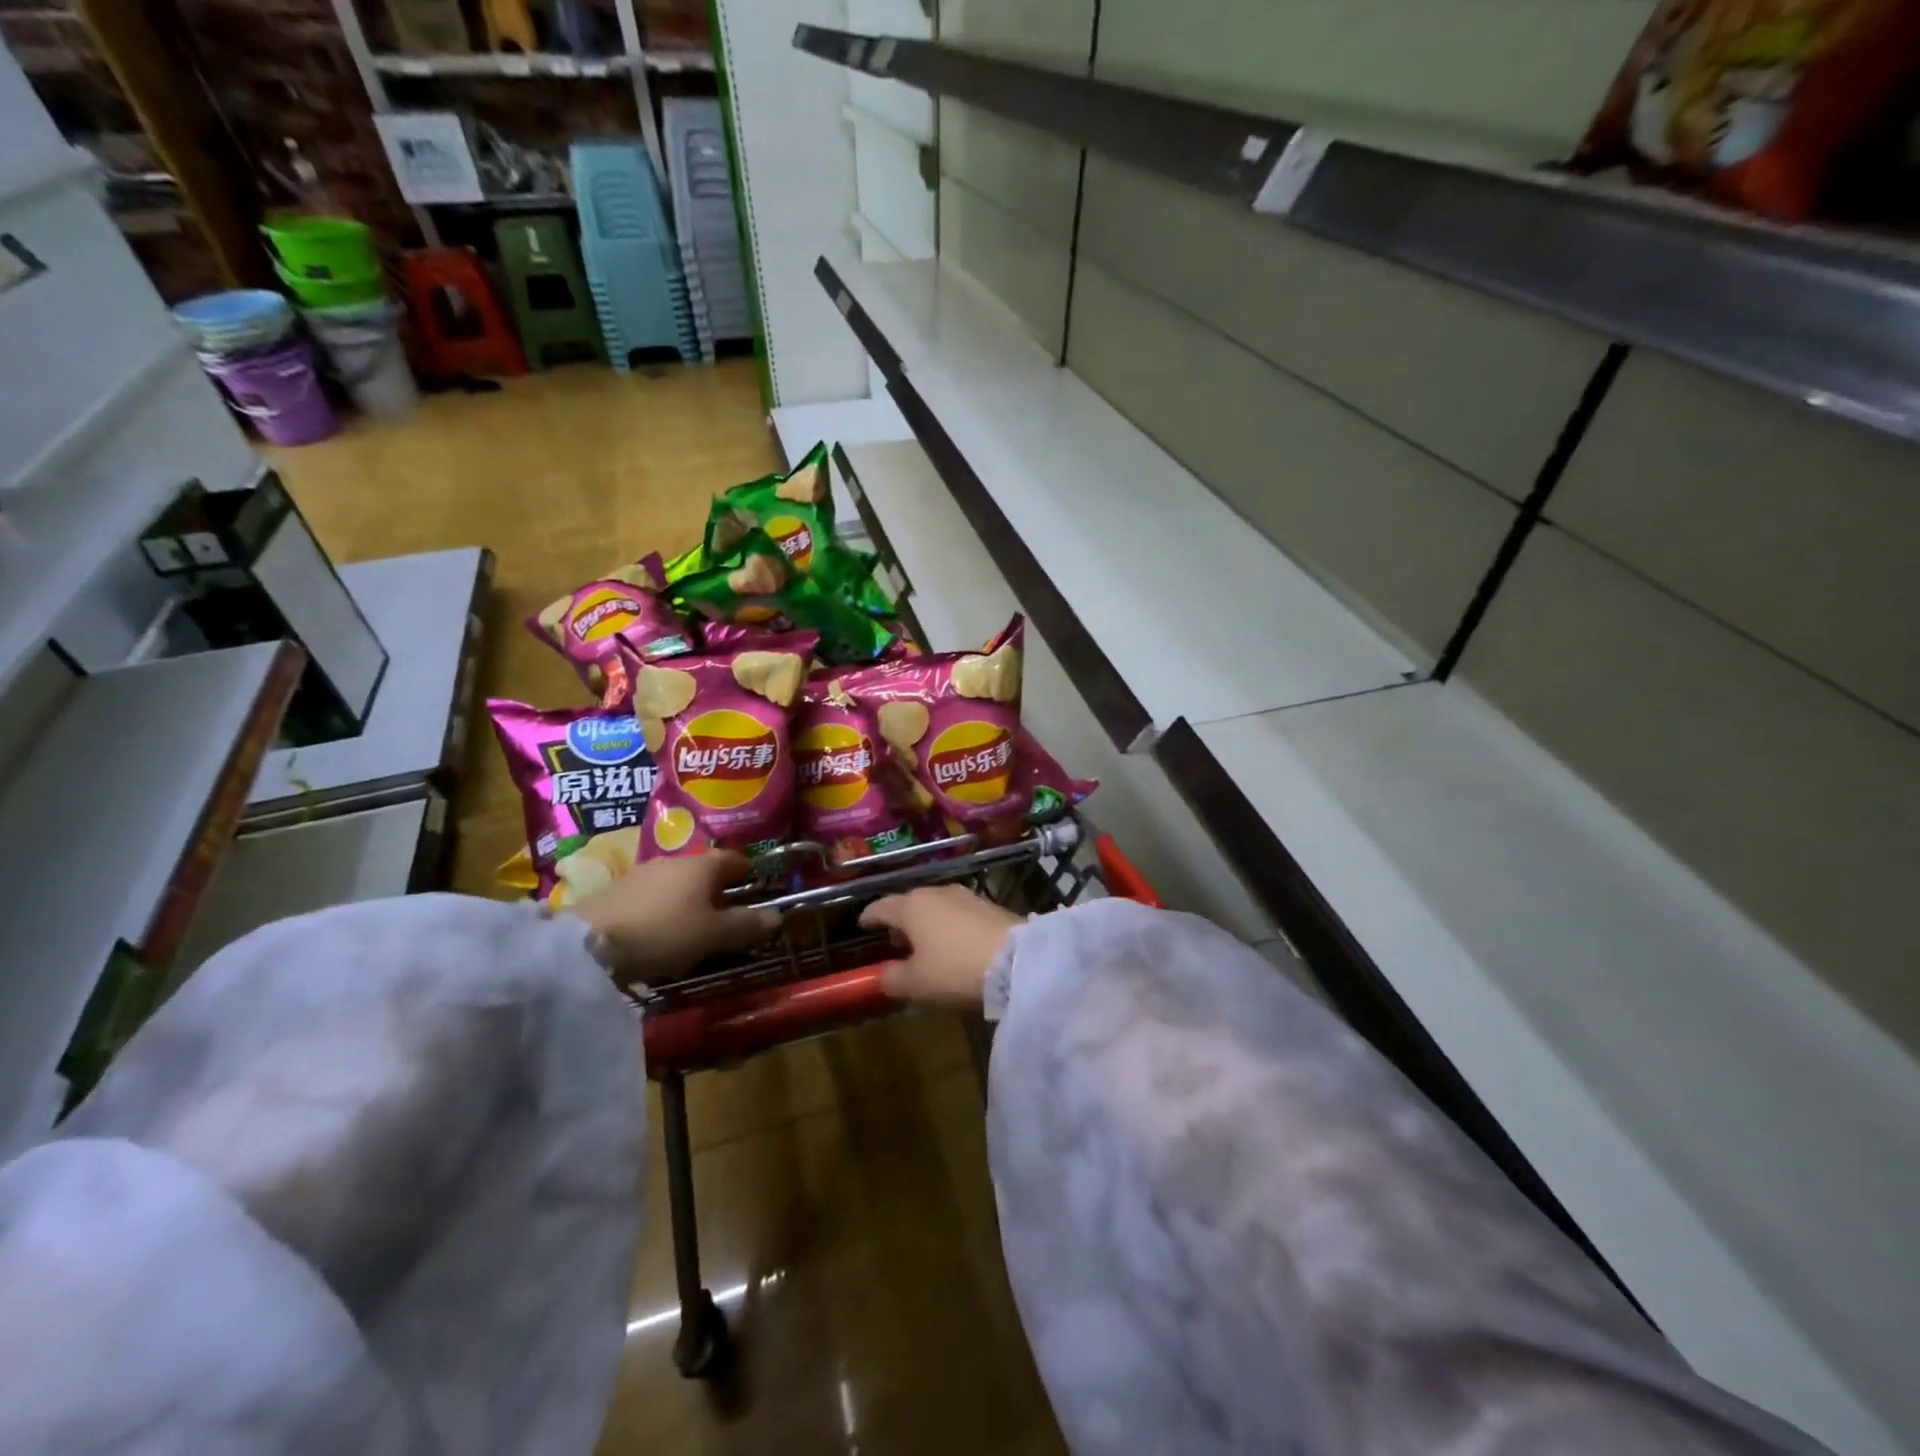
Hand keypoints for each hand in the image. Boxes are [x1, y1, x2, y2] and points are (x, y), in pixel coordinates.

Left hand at [568, 851, 779, 985]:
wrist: (589, 943)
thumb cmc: (665, 932)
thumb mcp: (713, 935)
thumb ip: (746, 925)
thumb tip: (777, 916)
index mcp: (703, 865)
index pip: (735, 859)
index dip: (748, 871)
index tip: (757, 886)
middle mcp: (675, 861)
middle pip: (705, 870)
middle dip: (718, 888)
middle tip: (729, 912)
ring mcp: (643, 874)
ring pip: (677, 883)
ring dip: (689, 899)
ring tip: (695, 925)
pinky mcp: (617, 892)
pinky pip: (653, 896)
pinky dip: (664, 908)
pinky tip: (661, 931)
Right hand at [860, 885, 1022, 1006]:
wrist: (1016, 961)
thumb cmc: (955, 969)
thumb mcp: (916, 984)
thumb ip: (892, 978)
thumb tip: (883, 974)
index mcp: (911, 906)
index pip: (881, 907)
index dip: (869, 917)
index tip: (862, 925)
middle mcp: (936, 892)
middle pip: (909, 903)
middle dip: (899, 920)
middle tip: (894, 940)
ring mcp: (966, 896)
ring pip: (936, 906)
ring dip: (926, 922)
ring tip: (925, 944)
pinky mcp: (989, 906)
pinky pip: (958, 913)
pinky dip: (949, 925)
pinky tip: (954, 944)